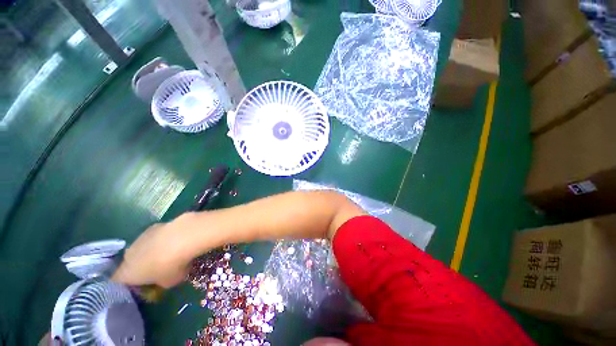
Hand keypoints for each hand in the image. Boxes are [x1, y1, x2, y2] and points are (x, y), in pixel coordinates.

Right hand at [112, 213, 203, 287]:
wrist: (182, 237)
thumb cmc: (172, 266)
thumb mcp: (168, 283)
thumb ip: (161, 283)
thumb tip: (163, 278)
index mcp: (126, 274)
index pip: (120, 282)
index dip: (130, 285)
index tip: (144, 286)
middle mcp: (127, 255)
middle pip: (131, 263)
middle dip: (143, 266)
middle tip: (159, 269)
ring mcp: (139, 238)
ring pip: (142, 248)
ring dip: (152, 252)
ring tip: (170, 253)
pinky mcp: (153, 227)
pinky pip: (154, 237)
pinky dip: (162, 239)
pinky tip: (176, 240)